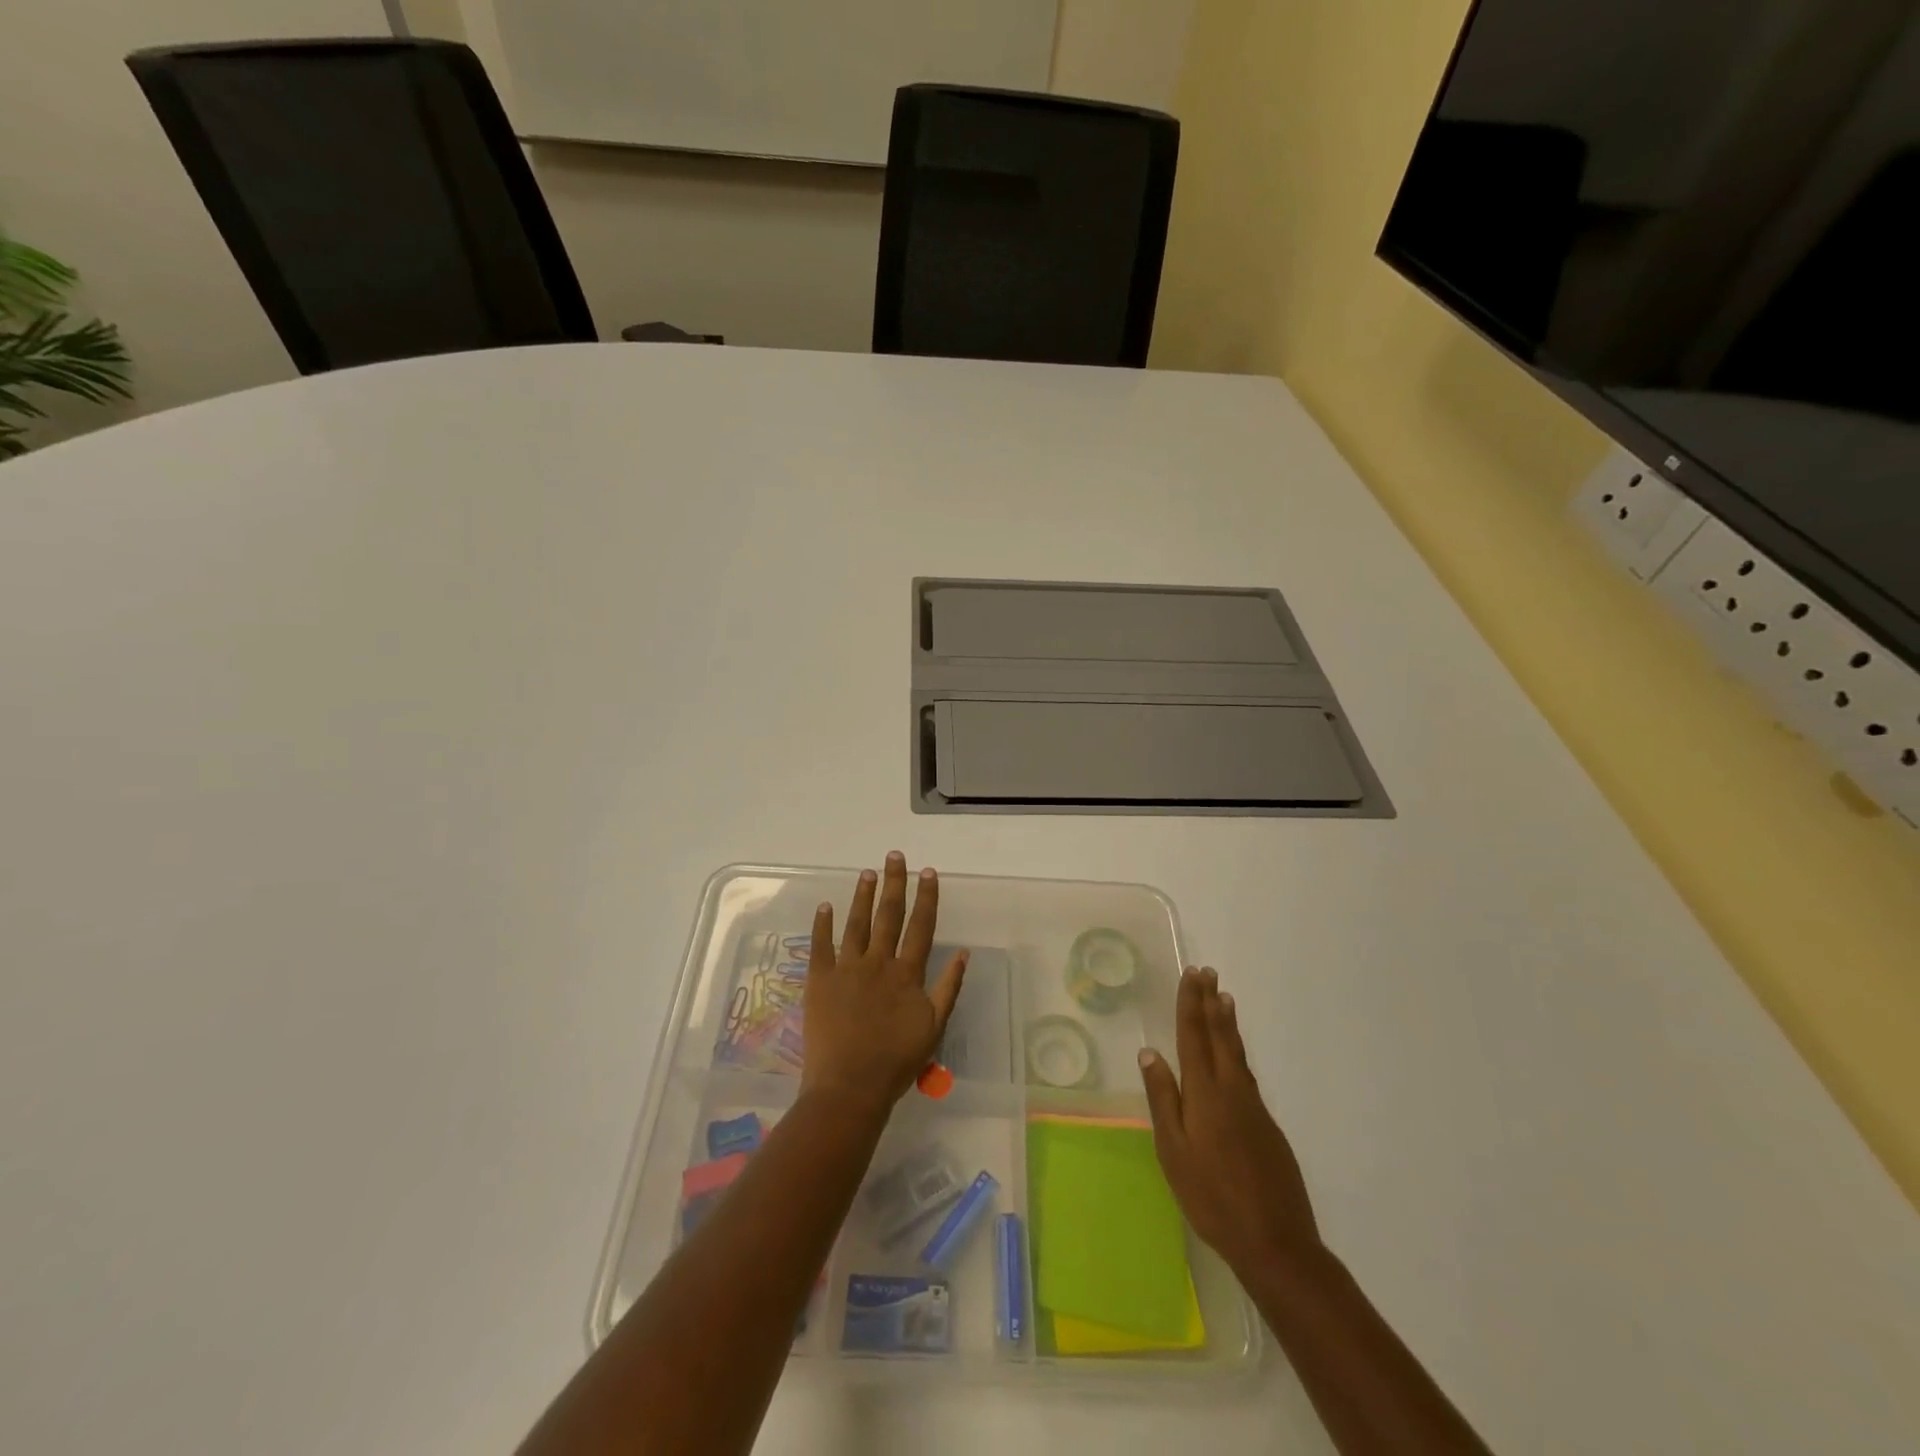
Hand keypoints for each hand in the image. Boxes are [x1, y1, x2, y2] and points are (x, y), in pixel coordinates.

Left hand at [801, 853, 968, 1112]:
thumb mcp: (934, 1027)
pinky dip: (822, 925)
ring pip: (856, 923)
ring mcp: (846, 969)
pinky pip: (821, 946)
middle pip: (888, 915)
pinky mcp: (820, 981)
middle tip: (894, 856)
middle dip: (894, 883)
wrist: (849, 1087)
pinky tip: (825, 906)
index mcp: (906, 974)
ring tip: (867, 872)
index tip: (928, 872)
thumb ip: (949, 988)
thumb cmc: (896, 1062)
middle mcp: (878, 962)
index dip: (926, 898)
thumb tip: (964, 952)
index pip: (920, 927)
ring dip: (862, 896)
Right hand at [1139, 966, 1321, 1279]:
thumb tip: (1150, 1053)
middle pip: (1220, 1036)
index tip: (1191, 975)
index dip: (1190, 1004)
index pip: (1194, 1036)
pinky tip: (1234, 1055)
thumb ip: (1163, 1099)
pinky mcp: (1267, 1126)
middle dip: (1211, 1003)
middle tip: (1208, 973)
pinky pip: (1247, 1074)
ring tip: (1224, 998)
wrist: (1276, 1243)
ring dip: (1228, 1023)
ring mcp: (1254, 1107)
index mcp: (1205, 1093)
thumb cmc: (1212, 1198)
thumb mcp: (1173, 1151)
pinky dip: (1237, 1050)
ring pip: (1237, 1053)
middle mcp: (1232, 1090)